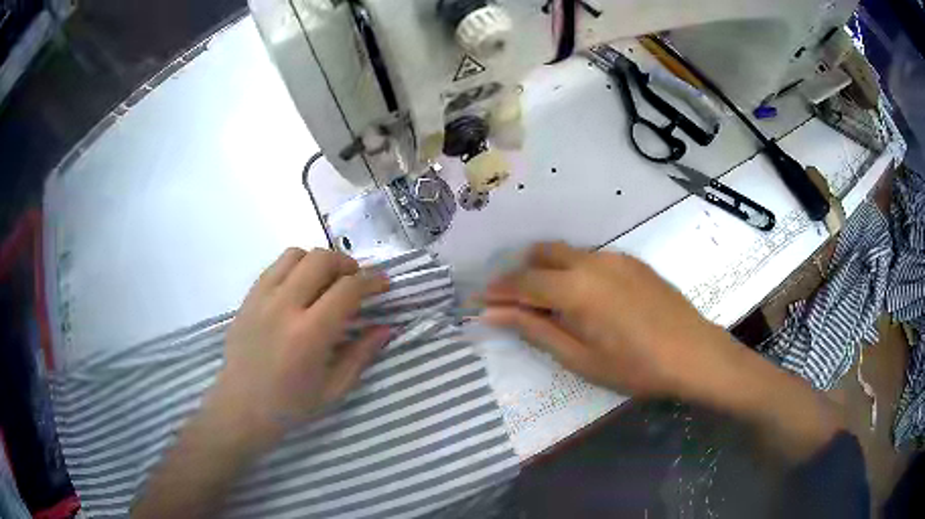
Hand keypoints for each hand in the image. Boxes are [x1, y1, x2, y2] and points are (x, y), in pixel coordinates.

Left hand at [212, 248, 390, 439]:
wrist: (240, 407)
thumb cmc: (290, 405)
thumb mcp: (333, 389)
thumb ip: (361, 355)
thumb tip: (386, 328)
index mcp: (309, 334)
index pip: (347, 289)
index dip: (372, 280)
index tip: (384, 283)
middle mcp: (284, 307)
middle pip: (321, 260)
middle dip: (347, 264)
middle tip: (356, 281)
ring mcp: (261, 298)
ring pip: (296, 255)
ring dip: (318, 261)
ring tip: (326, 282)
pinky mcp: (248, 297)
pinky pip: (275, 266)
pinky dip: (295, 267)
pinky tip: (300, 288)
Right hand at [482, 242, 736, 399]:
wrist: (693, 353)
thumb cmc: (635, 367)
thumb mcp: (580, 358)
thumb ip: (535, 329)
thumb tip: (494, 314)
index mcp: (576, 288)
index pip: (523, 281)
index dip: (498, 290)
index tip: (480, 299)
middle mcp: (592, 261)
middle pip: (542, 253)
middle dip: (522, 273)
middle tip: (515, 303)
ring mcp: (615, 257)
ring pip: (568, 253)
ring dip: (549, 271)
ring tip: (552, 304)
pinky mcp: (633, 261)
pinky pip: (592, 258)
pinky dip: (576, 271)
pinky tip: (589, 300)